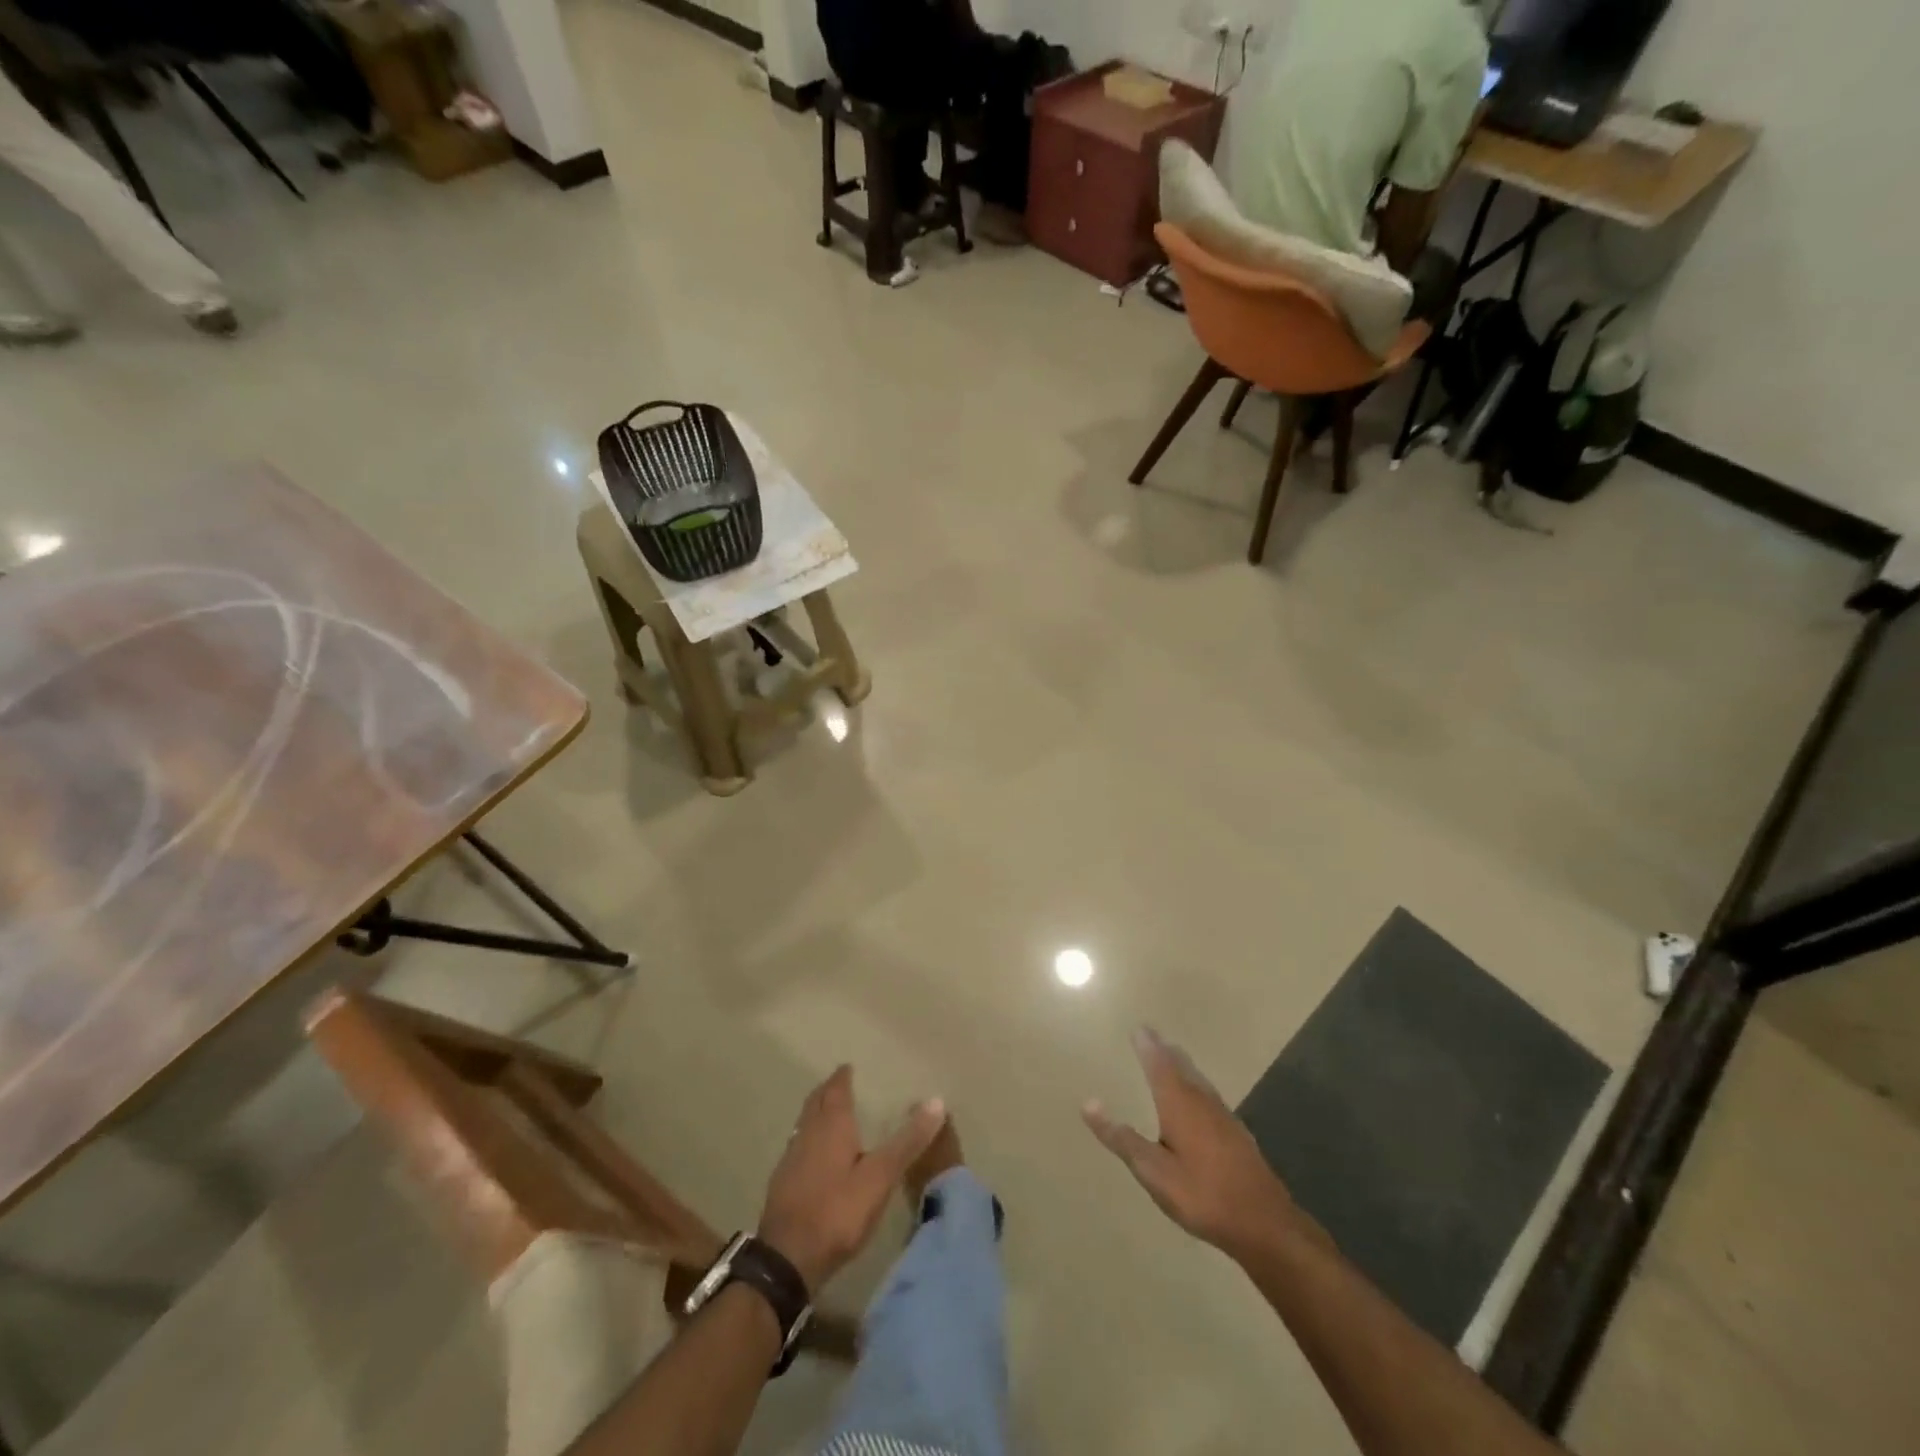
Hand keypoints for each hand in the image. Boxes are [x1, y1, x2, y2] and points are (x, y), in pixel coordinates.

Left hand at [758, 1066, 945, 1292]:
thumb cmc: (838, 1211)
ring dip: (817, 1114)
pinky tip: (816, 1156)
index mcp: (831, 1125)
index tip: (849, 1067)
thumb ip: (907, 1141)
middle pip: (816, 1102)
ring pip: (804, 1124)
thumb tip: (937, 1101)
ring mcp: (791, 1158)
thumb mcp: (880, 1176)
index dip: (842, 1077)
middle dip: (828, 1090)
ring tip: (830, 1114)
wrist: (788, 1259)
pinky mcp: (783, 1184)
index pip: (836, 1089)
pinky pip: (798, 1147)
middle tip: (840, 1083)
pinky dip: (810, 1139)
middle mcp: (807, 1133)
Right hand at [1084, 1028, 1305, 1260]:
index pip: (1159, 1065)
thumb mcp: (1153, 1172)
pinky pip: (1209, 1095)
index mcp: (1179, 1104)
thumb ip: (1122, 1139)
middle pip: (1181, 1066)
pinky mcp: (1236, 1134)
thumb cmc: (1203, 1195)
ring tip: (1172, 1056)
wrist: (1265, 1224)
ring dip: (1182, 1065)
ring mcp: (1223, 1116)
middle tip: (1153, 1036)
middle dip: (1165, 1050)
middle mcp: (1202, 1101)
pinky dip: (1196, 1084)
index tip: (1138, 1028)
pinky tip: (1199, 1098)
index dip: (1148, 1046)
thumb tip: (1088, 1103)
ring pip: (1198, 1080)